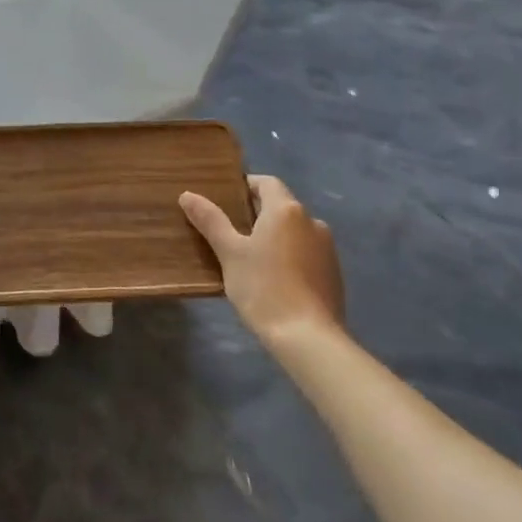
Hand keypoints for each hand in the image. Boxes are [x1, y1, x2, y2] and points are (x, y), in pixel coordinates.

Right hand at [180, 174, 344, 348]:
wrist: (308, 338)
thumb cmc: (264, 288)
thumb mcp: (230, 253)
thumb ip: (210, 221)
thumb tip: (187, 195)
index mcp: (286, 210)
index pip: (266, 183)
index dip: (246, 186)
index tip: (226, 199)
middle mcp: (312, 221)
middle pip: (281, 207)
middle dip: (257, 215)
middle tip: (230, 232)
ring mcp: (327, 248)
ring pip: (294, 232)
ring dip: (275, 238)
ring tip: (250, 259)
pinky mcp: (334, 274)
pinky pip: (306, 254)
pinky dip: (290, 257)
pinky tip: (274, 281)